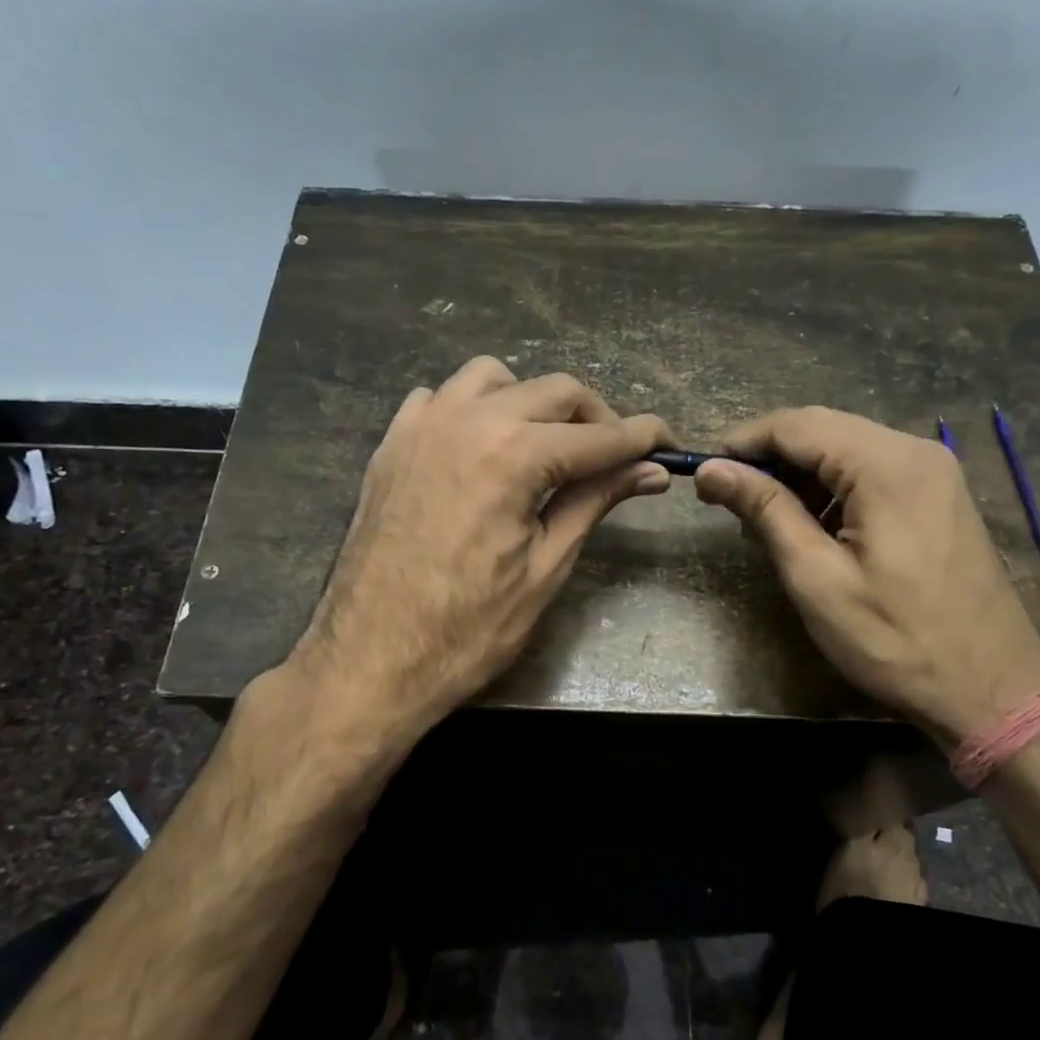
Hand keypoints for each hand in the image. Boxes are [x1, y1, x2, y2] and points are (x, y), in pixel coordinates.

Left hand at [289, 356, 673, 743]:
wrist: (369, 660)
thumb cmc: (467, 630)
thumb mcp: (546, 567)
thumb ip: (595, 501)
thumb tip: (651, 470)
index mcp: (514, 455)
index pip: (599, 435)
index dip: (642, 439)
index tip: (670, 445)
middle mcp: (468, 420)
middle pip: (554, 390)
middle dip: (596, 418)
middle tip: (616, 458)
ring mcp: (422, 426)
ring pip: (495, 378)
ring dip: (532, 401)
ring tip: (546, 448)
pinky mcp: (392, 444)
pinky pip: (440, 398)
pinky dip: (473, 409)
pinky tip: (481, 450)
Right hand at [694, 407, 1039, 744]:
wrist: (992, 691)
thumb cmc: (895, 640)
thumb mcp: (816, 577)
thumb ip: (764, 511)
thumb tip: (711, 469)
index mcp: (887, 465)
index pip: (797, 425)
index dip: (743, 442)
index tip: (705, 473)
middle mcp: (916, 451)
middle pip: (823, 429)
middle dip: (769, 457)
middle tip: (728, 498)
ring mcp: (934, 472)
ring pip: (847, 448)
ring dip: (800, 474)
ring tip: (765, 520)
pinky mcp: (939, 496)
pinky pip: (873, 471)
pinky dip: (833, 488)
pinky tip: (813, 526)